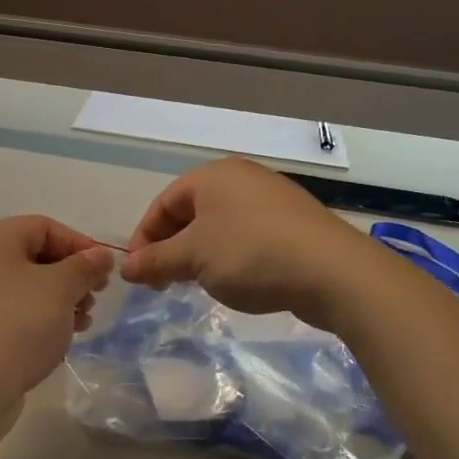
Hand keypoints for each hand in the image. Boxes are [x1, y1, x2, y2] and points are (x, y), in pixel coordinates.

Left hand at [0, 216, 114, 403]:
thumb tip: (100, 255)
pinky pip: (16, 311)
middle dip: (72, 275)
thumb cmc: (18, 325)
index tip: (105, 270)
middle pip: (36, 256)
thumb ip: (84, 266)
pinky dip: (42, 318)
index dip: (79, 244)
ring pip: (28, 286)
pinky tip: (62, 337)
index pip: (43, 227)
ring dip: (61, 299)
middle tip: (95, 297)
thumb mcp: (59, 289)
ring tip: (83, 322)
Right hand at [121, 159, 368, 329]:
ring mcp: (271, 198)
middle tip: (162, 281)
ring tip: (194, 283)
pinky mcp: (293, 223)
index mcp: (213, 176)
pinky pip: (247, 234)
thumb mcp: (193, 258)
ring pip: (219, 225)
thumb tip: (126, 267)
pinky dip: (229, 255)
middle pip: (191, 212)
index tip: (138, 272)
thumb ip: (155, 261)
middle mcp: (242, 178)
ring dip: (199, 254)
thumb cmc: (251, 254)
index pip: (163, 203)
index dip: (144, 237)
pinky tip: (233, 279)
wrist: (332, 272)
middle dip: (171, 247)